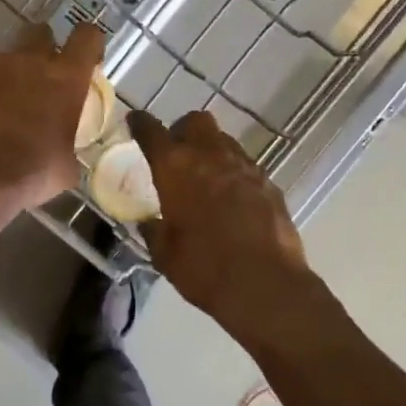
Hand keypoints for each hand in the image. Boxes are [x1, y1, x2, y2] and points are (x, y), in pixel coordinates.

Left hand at [0, 21, 105, 214]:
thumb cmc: (30, 175)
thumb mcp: (65, 168)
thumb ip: (68, 146)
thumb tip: (64, 151)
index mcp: (66, 80)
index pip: (87, 38)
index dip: (89, 43)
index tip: (86, 57)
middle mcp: (32, 60)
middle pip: (41, 33)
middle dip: (42, 48)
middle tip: (38, 76)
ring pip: (3, 49)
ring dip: (6, 66)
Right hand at [128, 108, 310, 327]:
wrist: (265, 285)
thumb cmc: (204, 268)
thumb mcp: (165, 254)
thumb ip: (155, 231)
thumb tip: (150, 222)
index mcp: (176, 167)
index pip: (152, 131)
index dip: (141, 124)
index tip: (135, 121)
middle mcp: (211, 155)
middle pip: (196, 121)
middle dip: (183, 130)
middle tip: (176, 152)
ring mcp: (245, 166)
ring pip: (224, 140)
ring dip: (211, 151)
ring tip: (205, 176)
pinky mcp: (269, 183)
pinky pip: (246, 166)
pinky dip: (234, 173)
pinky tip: (232, 198)